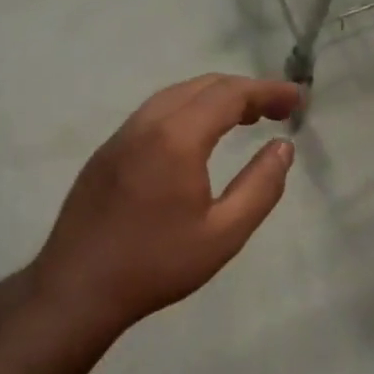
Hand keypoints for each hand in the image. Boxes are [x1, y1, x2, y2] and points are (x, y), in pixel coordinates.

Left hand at [31, 74, 300, 332]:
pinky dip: (187, 110)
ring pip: (174, 96)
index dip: (267, 91)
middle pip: (202, 86)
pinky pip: (154, 113)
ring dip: (214, 97)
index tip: (297, 98)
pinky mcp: (106, 151)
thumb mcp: (224, 234)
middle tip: (276, 109)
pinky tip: (197, 136)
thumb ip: (260, 186)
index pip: (230, 94)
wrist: (77, 287)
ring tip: (244, 117)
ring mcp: (121, 135)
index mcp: (177, 137)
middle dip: (244, 90)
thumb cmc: (156, 264)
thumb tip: (282, 146)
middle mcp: (147, 123)